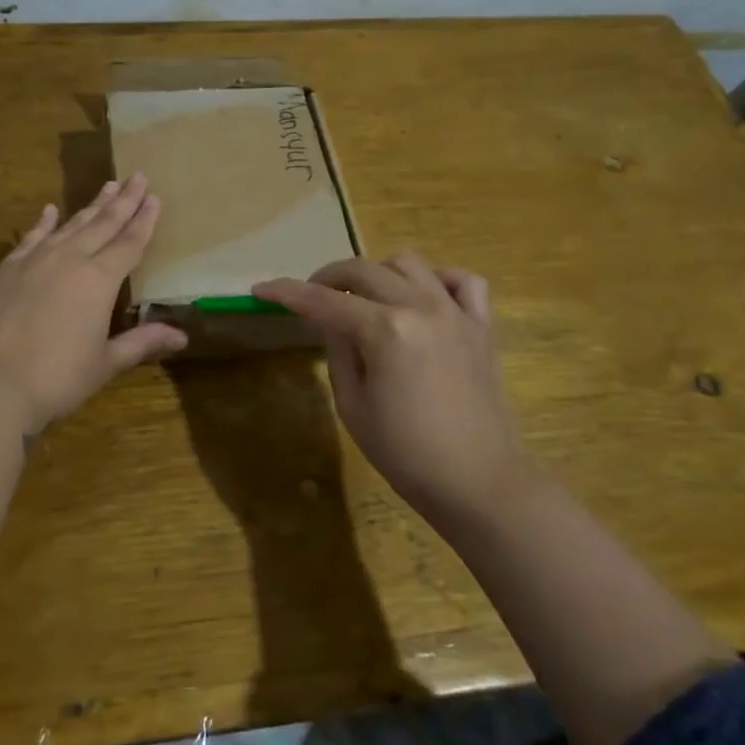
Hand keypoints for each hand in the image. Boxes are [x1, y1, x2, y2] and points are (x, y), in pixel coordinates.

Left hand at [0, 175, 186, 433]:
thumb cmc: (58, 378)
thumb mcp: (106, 362)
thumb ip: (142, 342)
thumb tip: (182, 337)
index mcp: (99, 280)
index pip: (130, 243)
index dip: (145, 221)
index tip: (155, 197)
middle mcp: (69, 259)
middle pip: (103, 224)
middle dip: (124, 201)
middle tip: (138, 176)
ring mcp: (34, 261)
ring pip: (70, 225)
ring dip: (91, 206)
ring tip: (108, 185)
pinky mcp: (6, 270)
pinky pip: (31, 237)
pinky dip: (44, 223)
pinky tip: (51, 210)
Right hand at [254, 253, 530, 526]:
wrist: (478, 482)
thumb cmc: (406, 453)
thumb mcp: (353, 405)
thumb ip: (338, 351)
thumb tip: (329, 319)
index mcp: (385, 330)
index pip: (323, 300)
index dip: (287, 293)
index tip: (262, 290)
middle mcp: (421, 307)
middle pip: (363, 270)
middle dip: (327, 278)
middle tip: (311, 298)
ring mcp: (456, 312)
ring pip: (408, 263)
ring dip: (377, 273)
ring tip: (365, 298)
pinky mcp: (482, 325)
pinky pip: (462, 281)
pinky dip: (436, 279)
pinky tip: (421, 297)